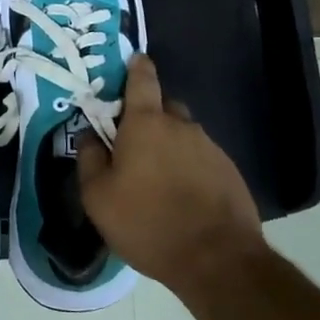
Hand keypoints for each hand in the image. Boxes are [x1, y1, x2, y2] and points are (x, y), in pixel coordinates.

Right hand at [77, 55, 267, 293]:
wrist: (217, 259)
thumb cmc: (147, 222)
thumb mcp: (98, 197)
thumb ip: (89, 158)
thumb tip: (90, 134)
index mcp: (146, 123)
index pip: (142, 80)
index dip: (137, 67)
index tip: (134, 60)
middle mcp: (181, 126)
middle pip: (163, 107)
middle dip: (148, 116)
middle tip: (132, 142)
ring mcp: (209, 147)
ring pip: (183, 134)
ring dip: (169, 145)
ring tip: (156, 178)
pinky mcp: (229, 171)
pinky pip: (201, 158)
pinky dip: (188, 167)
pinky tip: (181, 195)